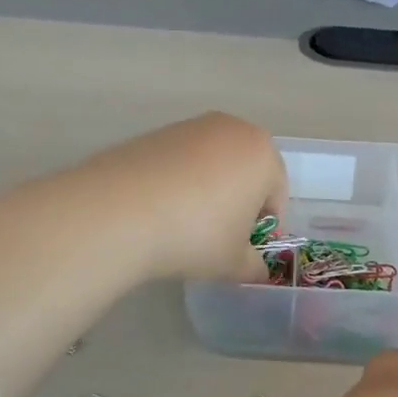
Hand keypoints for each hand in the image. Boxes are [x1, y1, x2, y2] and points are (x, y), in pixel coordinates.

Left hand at [81, 112, 285, 283]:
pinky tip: (159, 208)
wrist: (121, 210)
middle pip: (246, 169)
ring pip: (212, 162)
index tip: (245, 248)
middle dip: (238, 200)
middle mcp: (231, 129)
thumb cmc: (196, 234)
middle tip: (219, 235)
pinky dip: (178, 180)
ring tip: (184, 223)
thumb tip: (257, 270)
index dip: (264, 225)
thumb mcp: (233, 263)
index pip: (276, 192)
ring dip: (208, 188)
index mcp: (262, 153)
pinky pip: (180, 160)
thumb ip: (254, 266)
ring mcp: (191, 126)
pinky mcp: (156, 132)